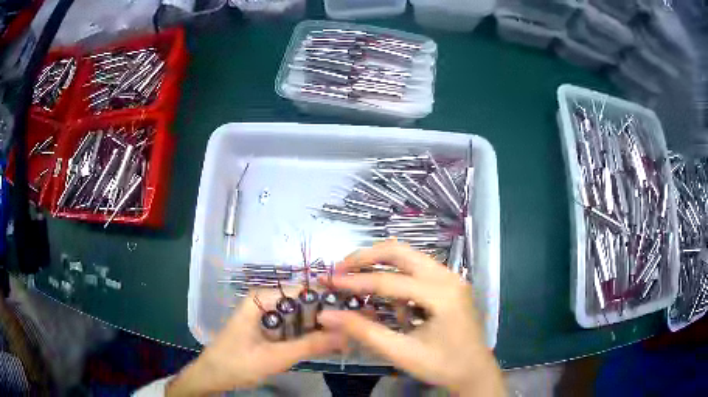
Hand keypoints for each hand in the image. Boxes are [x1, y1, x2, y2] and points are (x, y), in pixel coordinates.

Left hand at [166, 289, 346, 395]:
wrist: (213, 376)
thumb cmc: (237, 364)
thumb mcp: (275, 357)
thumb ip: (310, 346)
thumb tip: (346, 334)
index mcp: (261, 298)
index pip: (303, 291)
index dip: (329, 302)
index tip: (354, 315)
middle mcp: (265, 301)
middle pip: (303, 304)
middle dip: (327, 318)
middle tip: (352, 333)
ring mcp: (266, 315)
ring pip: (300, 317)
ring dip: (320, 329)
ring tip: (345, 340)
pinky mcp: (268, 329)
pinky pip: (293, 328)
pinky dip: (308, 337)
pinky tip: (326, 346)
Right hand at [318, 241, 503, 396]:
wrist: (475, 372)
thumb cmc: (443, 365)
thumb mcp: (401, 353)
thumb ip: (364, 332)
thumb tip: (327, 315)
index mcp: (442, 294)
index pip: (390, 281)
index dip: (355, 282)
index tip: (328, 281)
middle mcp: (448, 277)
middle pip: (400, 252)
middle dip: (366, 258)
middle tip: (340, 268)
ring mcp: (451, 277)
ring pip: (409, 257)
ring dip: (381, 265)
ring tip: (357, 281)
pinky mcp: (450, 284)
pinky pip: (418, 271)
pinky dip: (399, 280)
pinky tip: (394, 306)